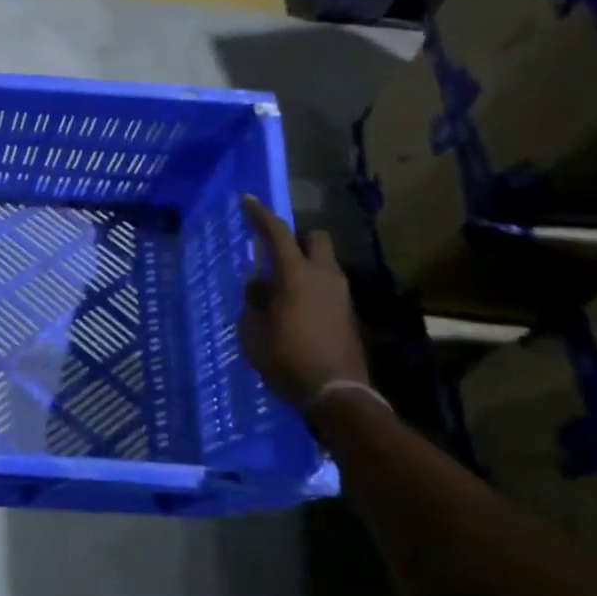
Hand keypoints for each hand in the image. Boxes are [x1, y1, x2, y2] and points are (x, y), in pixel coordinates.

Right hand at [238, 195, 368, 409]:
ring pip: (323, 265)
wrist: (337, 394)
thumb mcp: (254, 333)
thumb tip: (259, 285)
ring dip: (303, 268)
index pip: (277, 235)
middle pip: (315, 239)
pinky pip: (327, 289)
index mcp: (297, 276)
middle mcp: (324, 277)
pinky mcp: (348, 314)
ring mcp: (341, 296)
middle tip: (275, 256)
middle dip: (297, 240)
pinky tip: (294, 314)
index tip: (248, 201)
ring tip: (279, 293)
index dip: (261, 216)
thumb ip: (254, 302)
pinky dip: (310, 291)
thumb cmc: (287, 360)